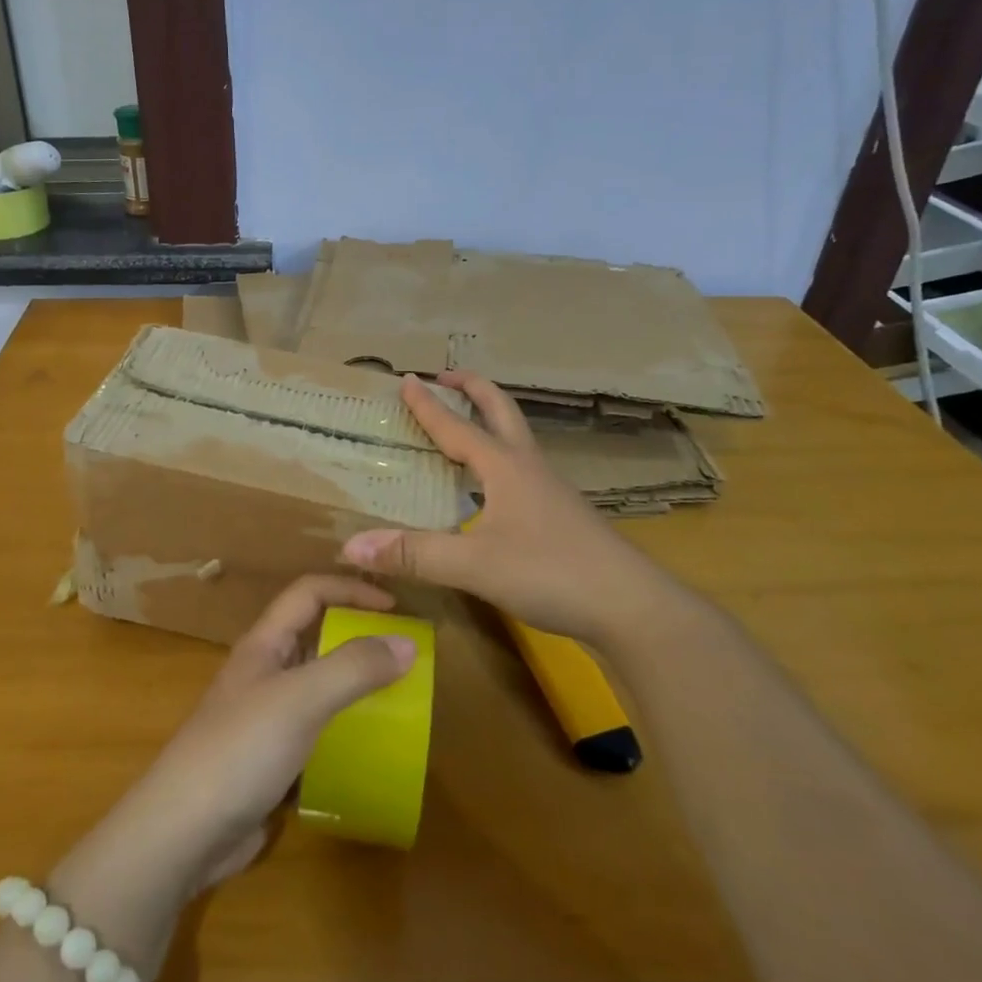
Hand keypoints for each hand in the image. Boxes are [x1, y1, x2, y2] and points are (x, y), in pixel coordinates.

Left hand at [100, 575, 416, 894]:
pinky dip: (345, 730)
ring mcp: (266, 718)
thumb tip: (407, 643)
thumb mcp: (300, 699)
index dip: (351, 589)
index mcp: (264, 644)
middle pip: (316, 636)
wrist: (182, 834)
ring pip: (319, 686)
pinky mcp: (272, 761)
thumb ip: (353, 667)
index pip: (309, 593)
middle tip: (406, 655)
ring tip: (401, 699)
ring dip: (355, 685)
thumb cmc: (239, 750)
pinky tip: (372, 748)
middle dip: (359, 636)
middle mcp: (265, 672)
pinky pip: (318, 731)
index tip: (397, 608)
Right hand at [341, 372, 643, 641]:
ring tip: (465, 422)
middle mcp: (529, 468)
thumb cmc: (552, 572)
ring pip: (516, 439)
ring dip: (489, 419)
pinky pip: (523, 469)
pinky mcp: (562, 515)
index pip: (458, 426)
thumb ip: (414, 554)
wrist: (631, 607)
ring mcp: (550, 491)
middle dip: (473, 388)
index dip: (429, 404)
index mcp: (506, 467)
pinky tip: (492, 486)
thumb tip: (350, 546)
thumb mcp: (475, 565)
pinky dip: (500, 456)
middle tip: (447, 375)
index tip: (407, 378)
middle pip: (501, 411)